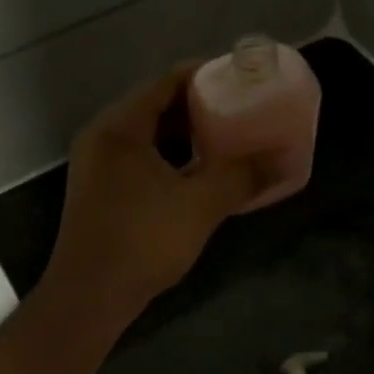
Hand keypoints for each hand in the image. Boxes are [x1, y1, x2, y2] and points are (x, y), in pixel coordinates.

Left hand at [45, 63, 269, 315]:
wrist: (88, 298)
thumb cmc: (142, 240)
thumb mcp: (201, 205)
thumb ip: (243, 177)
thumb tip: (285, 160)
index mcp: (121, 127)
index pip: (166, 82)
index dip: (204, 75)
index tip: (239, 78)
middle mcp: (103, 136)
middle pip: (155, 104)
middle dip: (198, 104)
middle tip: (238, 108)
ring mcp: (96, 163)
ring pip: (147, 133)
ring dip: (183, 132)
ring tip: (224, 137)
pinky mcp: (99, 188)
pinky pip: (139, 156)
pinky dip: (168, 155)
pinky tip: (197, 171)